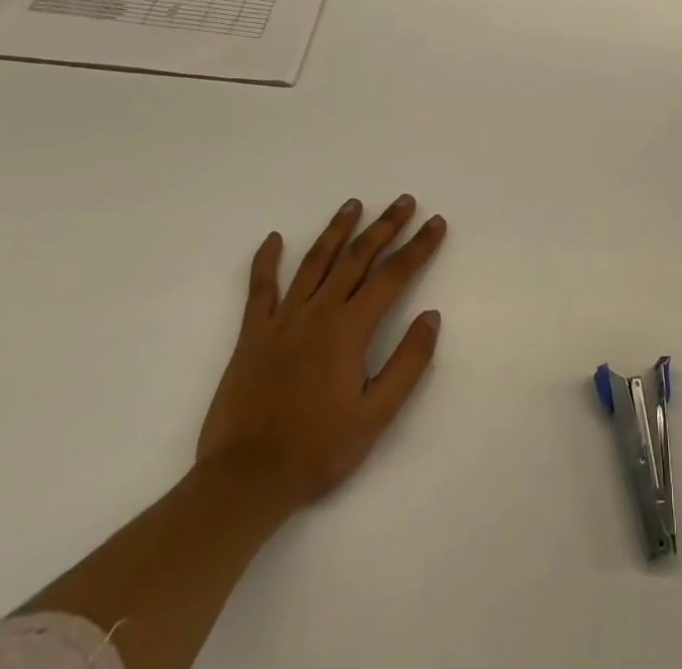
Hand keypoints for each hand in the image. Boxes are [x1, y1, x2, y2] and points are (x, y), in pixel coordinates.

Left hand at [196, 195, 446, 514]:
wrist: (244, 480)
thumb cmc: (317, 450)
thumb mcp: (376, 416)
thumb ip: (408, 363)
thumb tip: (431, 316)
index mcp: (350, 329)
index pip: (393, 275)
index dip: (418, 246)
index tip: (436, 222)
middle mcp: (318, 312)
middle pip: (358, 257)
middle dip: (385, 226)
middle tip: (404, 201)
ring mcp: (282, 320)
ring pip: (315, 261)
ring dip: (338, 230)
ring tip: (354, 204)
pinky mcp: (252, 335)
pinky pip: (260, 288)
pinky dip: (266, 261)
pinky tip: (273, 239)